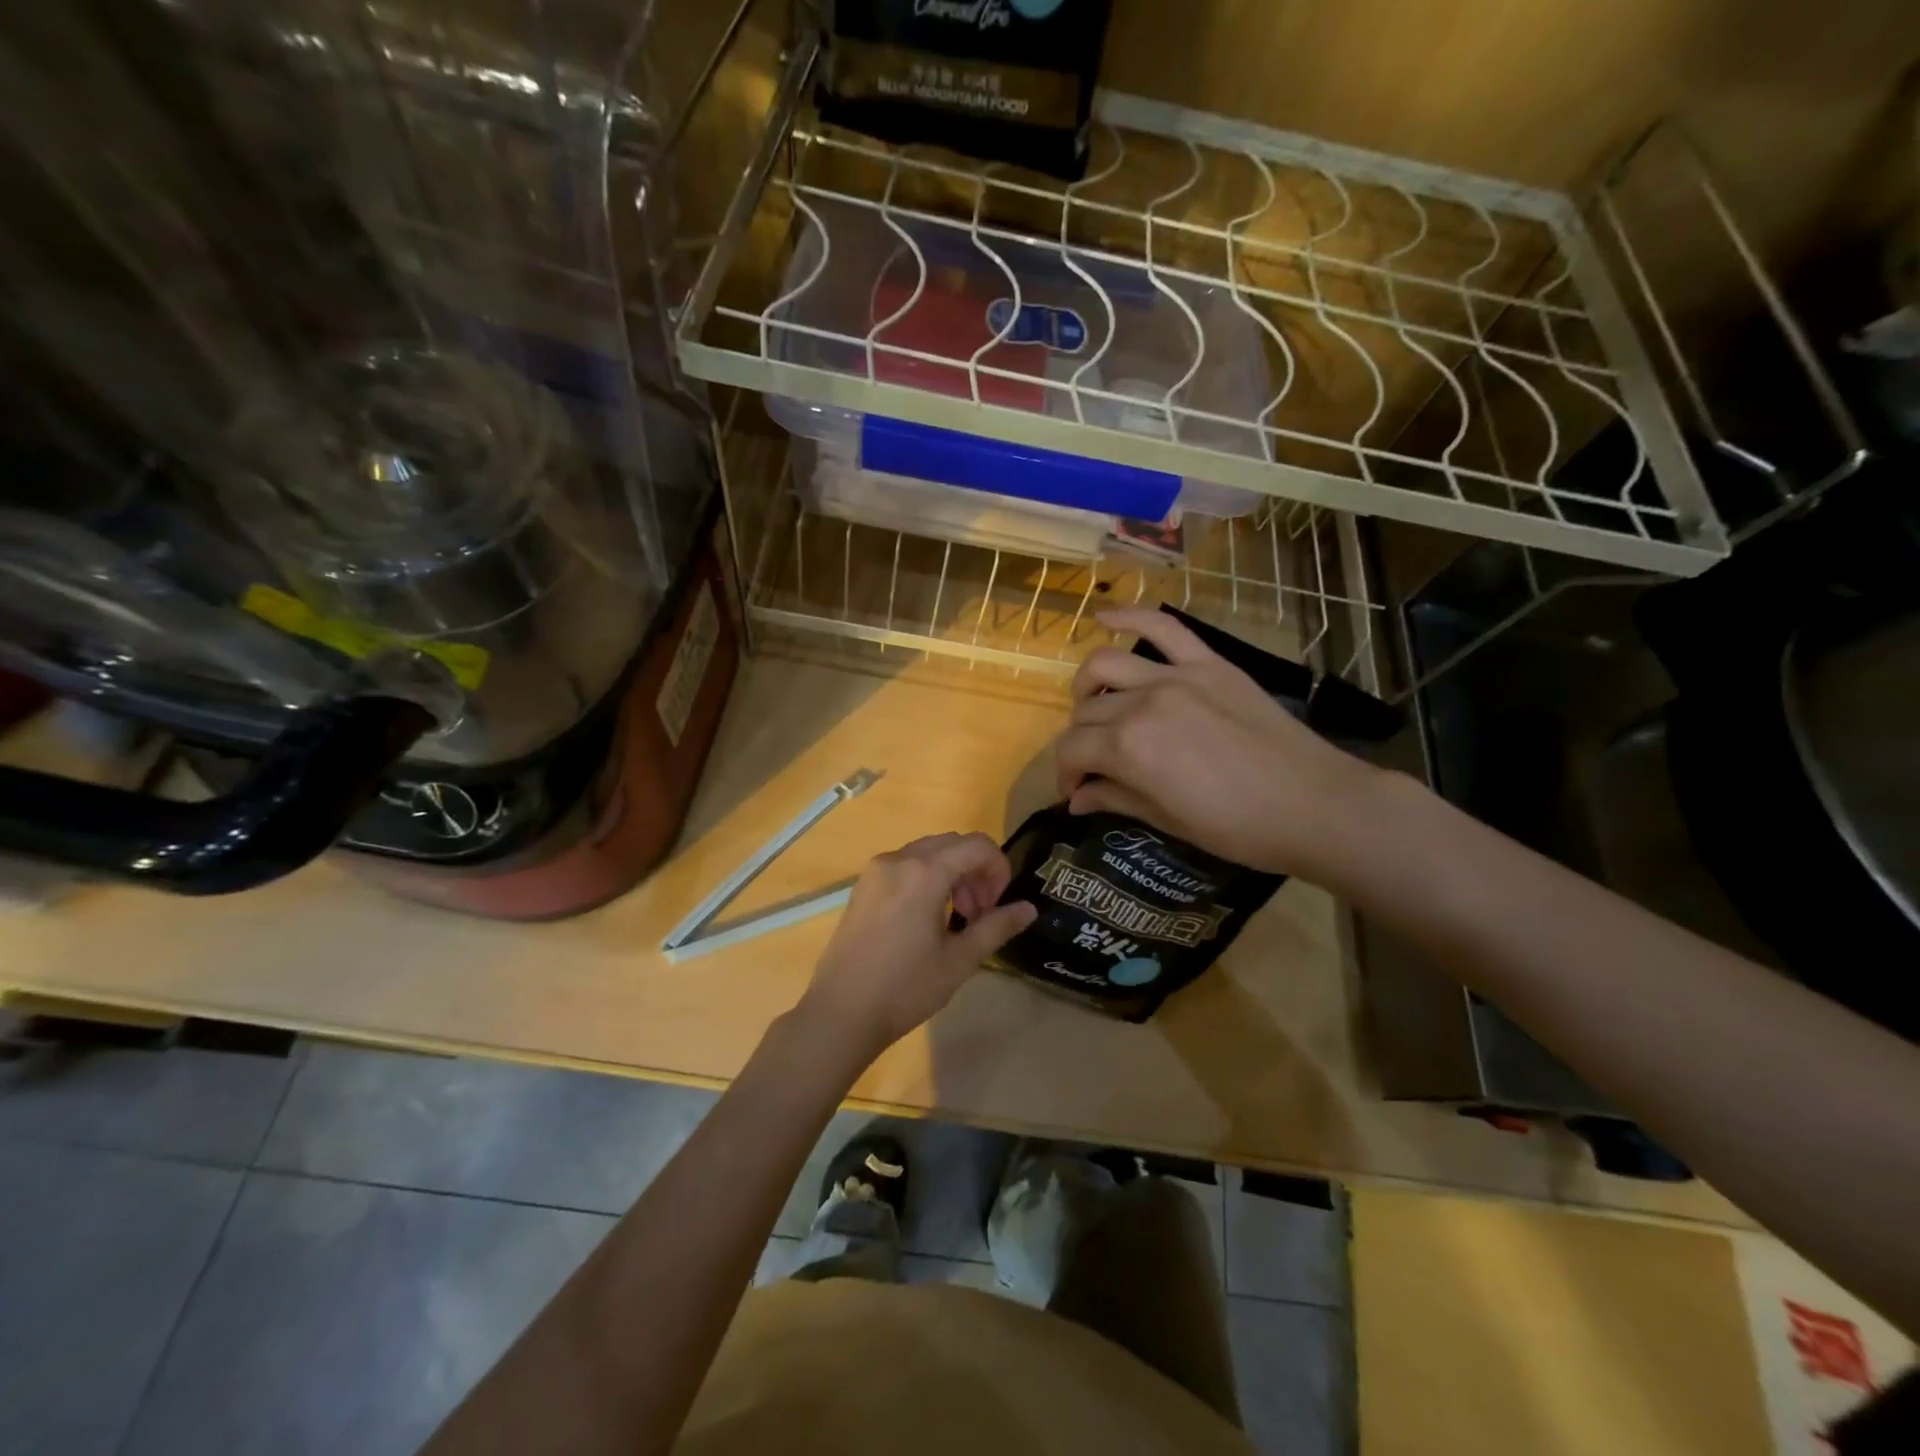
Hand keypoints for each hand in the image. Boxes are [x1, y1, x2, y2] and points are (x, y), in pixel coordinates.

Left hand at [799, 832, 1036, 1057]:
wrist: (841, 1013)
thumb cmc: (905, 988)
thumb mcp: (960, 960)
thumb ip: (997, 927)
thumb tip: (1029, 909)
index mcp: (924, 872)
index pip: (976, 845)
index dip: (999, 868)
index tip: (999, 904)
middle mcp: (898, 859)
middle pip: (952, 844)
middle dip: (976, 871)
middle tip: (980, 913)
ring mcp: (875, 870)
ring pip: (928, 853)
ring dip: (952, 874)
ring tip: (956, 918)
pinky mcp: (863, 886)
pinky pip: (905, 865)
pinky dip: (927, 878)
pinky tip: (927, 918)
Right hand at [1054, 606, 1384, 883]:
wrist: (1315, 805)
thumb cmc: (1239, 828)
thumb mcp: (1169, 822)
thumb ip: (1115, 800)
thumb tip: (1076, 800)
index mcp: (1129, 749)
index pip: (1072, 750)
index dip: (1065, 773)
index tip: (1076, 791)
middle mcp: (1142, 704)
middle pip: (1085, 712)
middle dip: (1079, 741)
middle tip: (1094, 763)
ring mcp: (1175, 676)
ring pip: (1106, 664)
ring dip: (1087, 687)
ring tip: (1095, 705)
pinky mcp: (1207, 663)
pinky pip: (1162, 627)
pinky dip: (1129, 616)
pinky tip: (1104, 617)